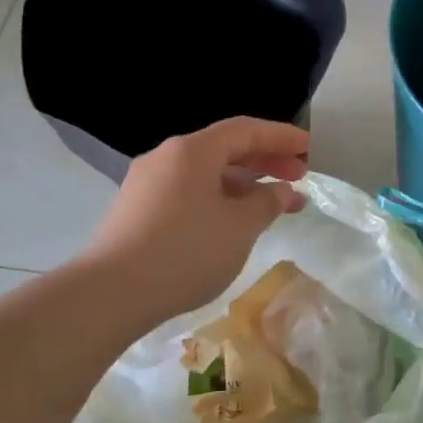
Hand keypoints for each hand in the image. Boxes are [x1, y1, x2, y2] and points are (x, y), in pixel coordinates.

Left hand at [81, 116, 309, 324]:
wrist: (112, 293)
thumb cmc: (186, 252)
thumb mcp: (239, 227)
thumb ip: (267, 203)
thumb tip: (282, 190)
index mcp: (192, 151)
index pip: (245, 130)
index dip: (280, 137)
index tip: (309, 147)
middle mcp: (166, 158)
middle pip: (224, 149)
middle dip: (265, 161)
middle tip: (299, 177)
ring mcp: (147, 184)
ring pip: (206, 174)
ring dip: (243, 184)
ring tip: (273, 205)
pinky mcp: (138, 211)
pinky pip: (188, 193)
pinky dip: (218, 199)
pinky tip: (233, 222)